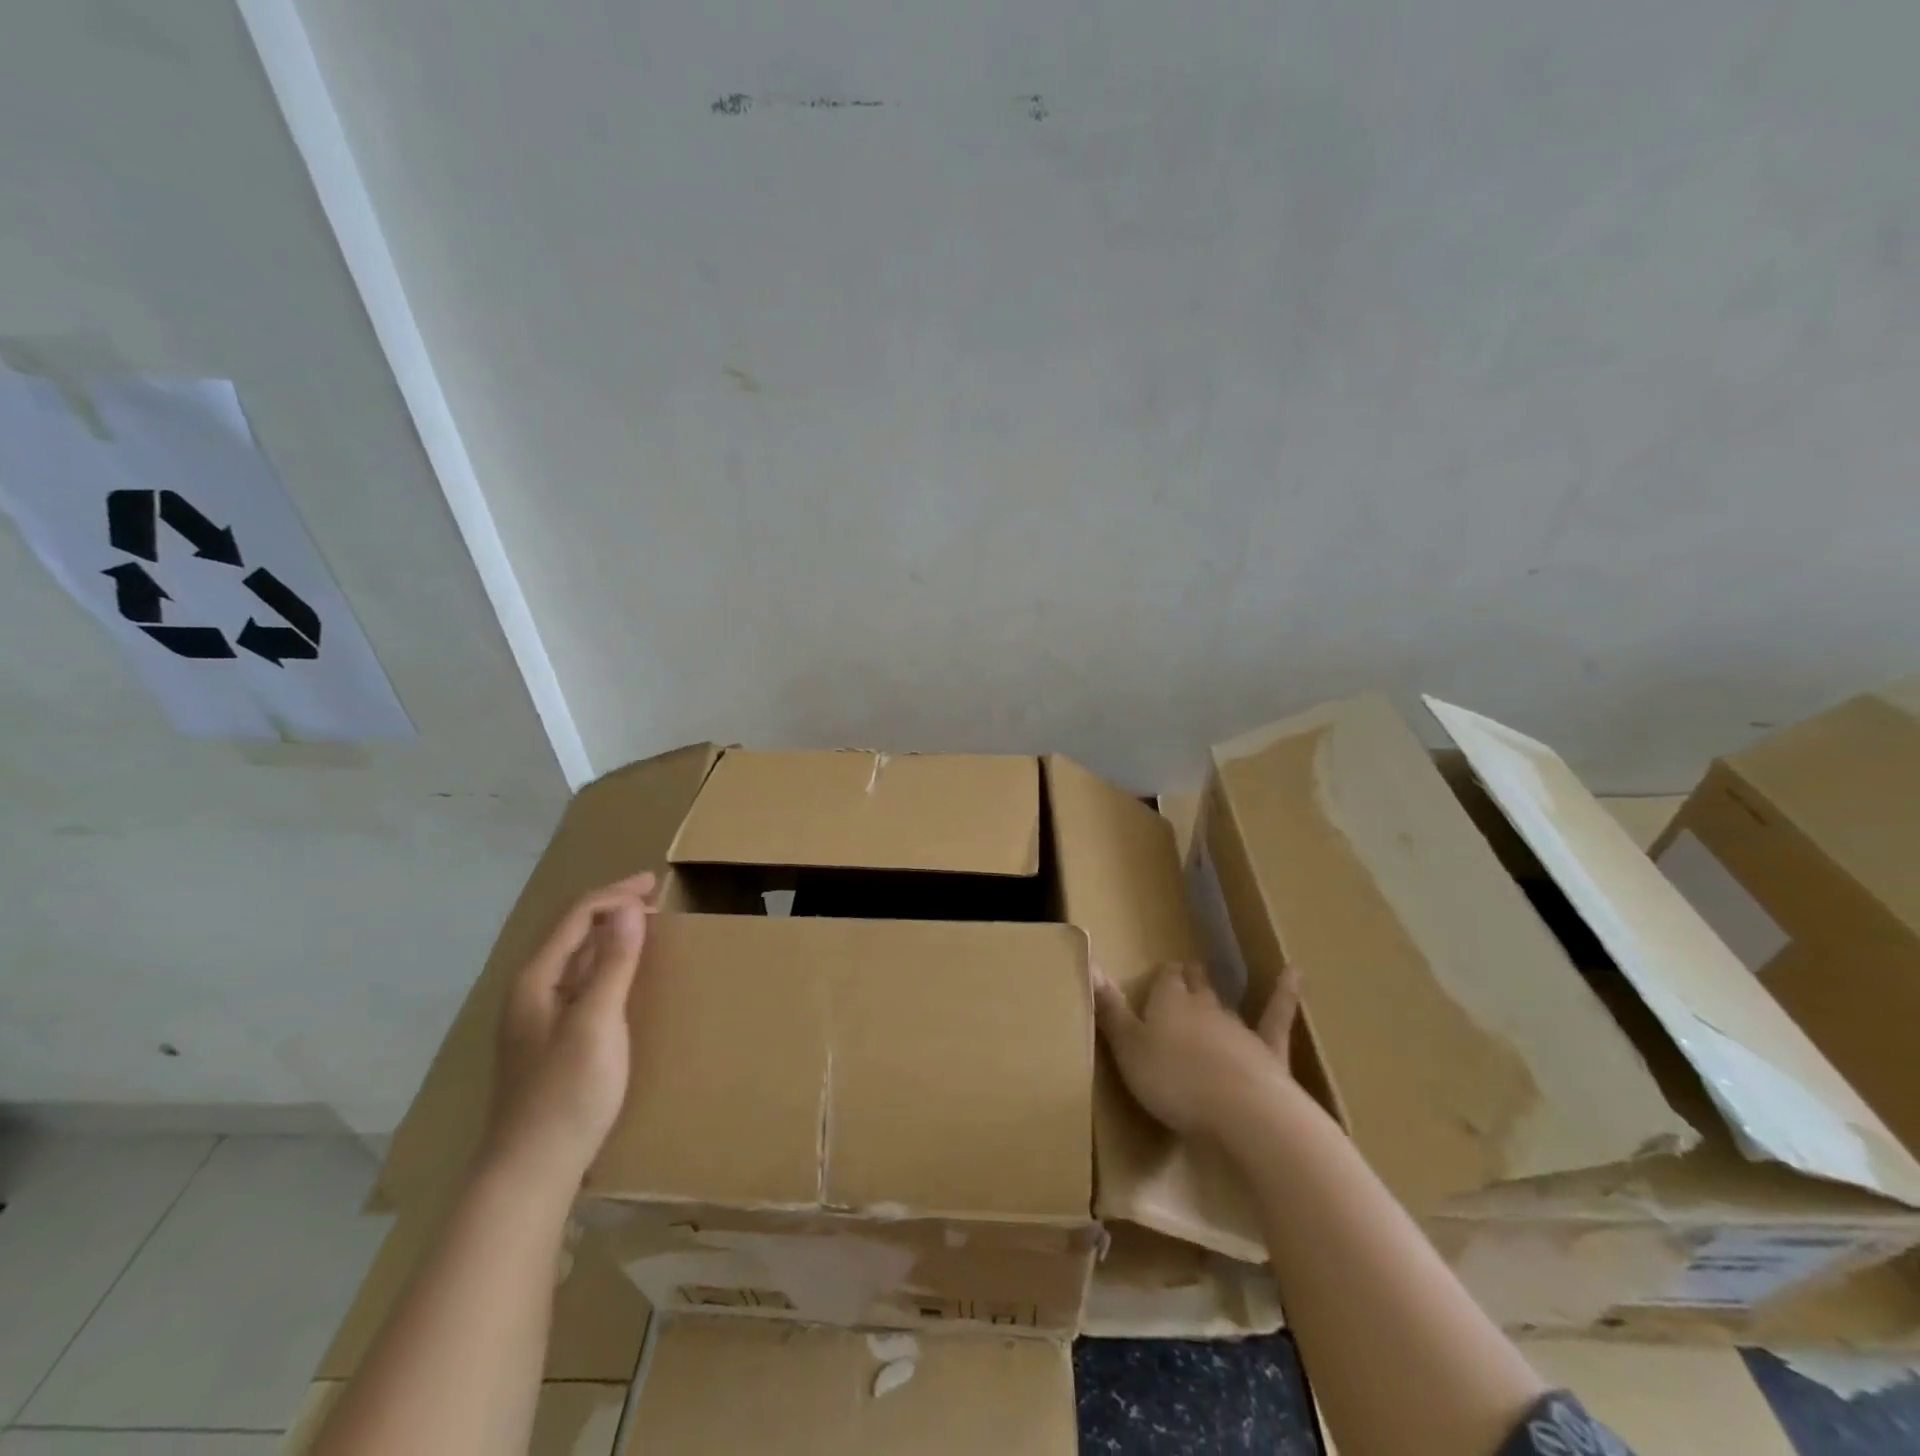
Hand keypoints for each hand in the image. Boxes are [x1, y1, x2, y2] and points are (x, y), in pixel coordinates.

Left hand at [482, 874, 656, 1188]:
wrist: (529, 1173)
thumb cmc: (566, 1095)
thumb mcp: (597, 1024)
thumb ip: (612, 965)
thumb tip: (629, 909)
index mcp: (535, 981)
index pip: (576, 917)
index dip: (615, 894)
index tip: (655, 885)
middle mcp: (530, 992)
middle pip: (571, 933)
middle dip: (612, 908)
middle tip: (654, 898)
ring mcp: (537, 1018)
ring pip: (575, 958)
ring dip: (609, 934)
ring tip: (644, 926)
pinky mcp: (549, 1040)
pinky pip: (580, 982)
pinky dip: (605, 963)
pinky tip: (623, 975)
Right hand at [1093, 960, 1301, 1140]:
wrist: (1243, 1113)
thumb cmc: (1174, 1082)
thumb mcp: (1128, 1048)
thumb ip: (1109, 1008)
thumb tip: (1088, 961)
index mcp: (1167, 1003)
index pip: (1164, 980)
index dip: (1161, 978)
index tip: (1159, 975)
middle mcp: (1203, 1007)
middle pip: (1195, 988)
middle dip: (1188, 979)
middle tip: (1186, 970)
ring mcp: (1239, 1028)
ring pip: (1225, 1005)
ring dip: (1218, 996)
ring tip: (1211, 981)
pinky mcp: (1270, 1051)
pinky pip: (1277, 1017)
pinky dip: (1286, 993)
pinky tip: (1294, 972)